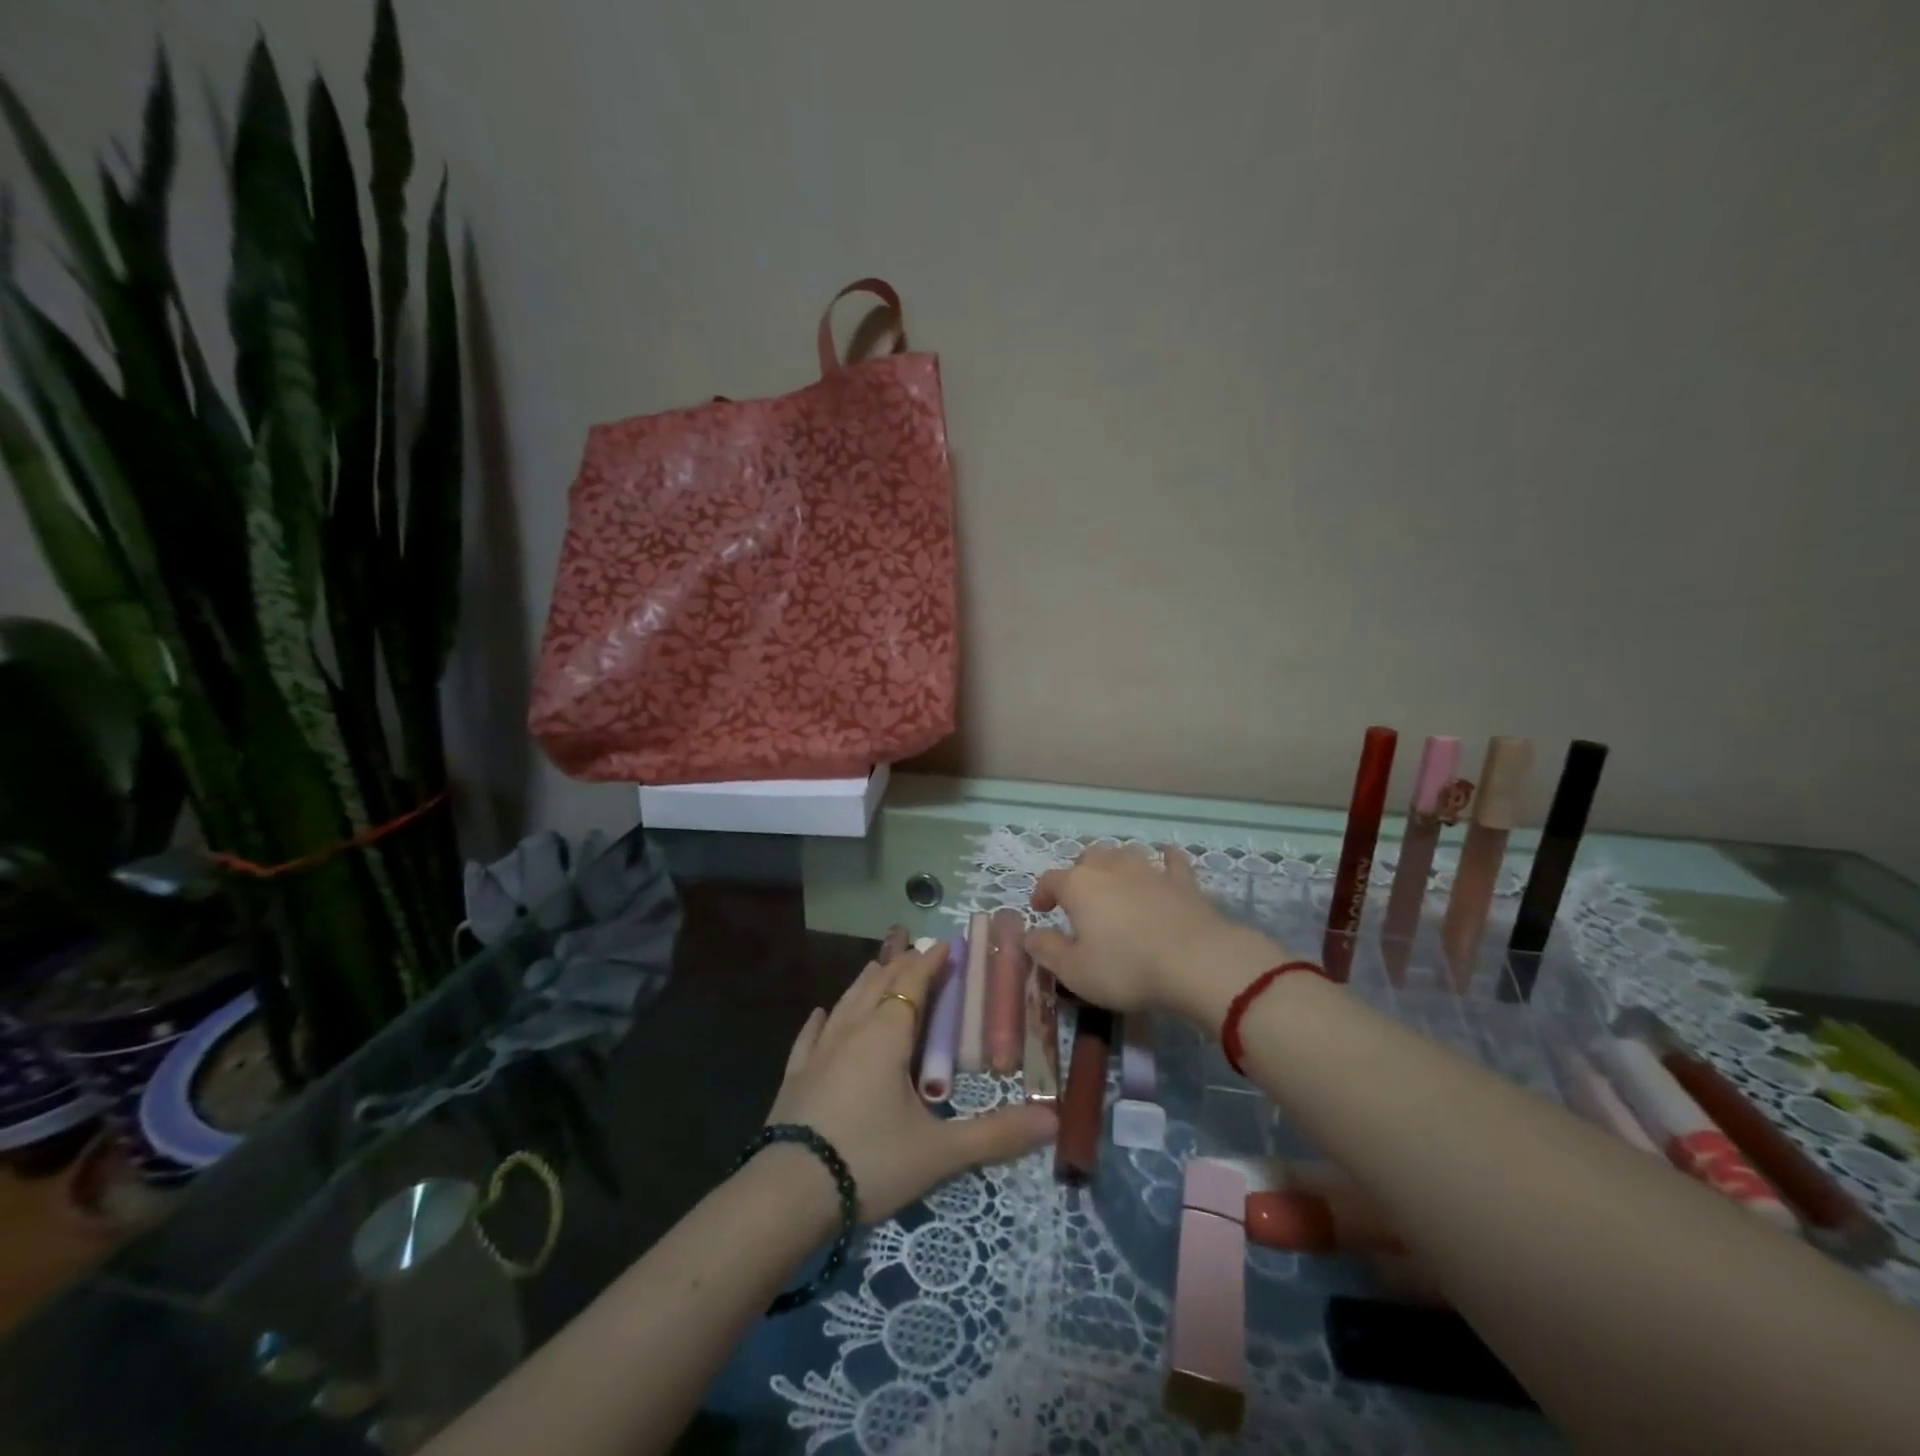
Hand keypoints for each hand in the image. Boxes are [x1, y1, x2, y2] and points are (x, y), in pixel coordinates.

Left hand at [765, 942, 1057, 1222]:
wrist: (786, 1195)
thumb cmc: (869, 1162)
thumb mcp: (939, 1153)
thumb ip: (996, 1136)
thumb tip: (1053, 1122)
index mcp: (887, 1036)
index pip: (913, 984)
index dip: (930, 962)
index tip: (945, 944)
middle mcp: (852, 1031)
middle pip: (879, 984)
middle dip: (901, 964)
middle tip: (917, 949)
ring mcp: (819, 1052)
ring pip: (846, 1002)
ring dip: (866, 981)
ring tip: (878, 965)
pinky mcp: (795, 1076)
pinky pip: (810, 1036)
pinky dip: (821, 1020)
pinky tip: (821, 1013)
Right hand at [1026, 843, 1287, 1023]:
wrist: (1196, 961)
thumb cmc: (1126, 968)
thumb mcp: (1074, 971)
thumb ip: (1047, 950)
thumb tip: (1030, 934)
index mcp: (1079, 885)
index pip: (1050, 880)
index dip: (1042, 893)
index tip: (1042, 910)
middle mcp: (1110, 867)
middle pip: (1088, 857)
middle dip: (1079, 872)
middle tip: (1079, 897)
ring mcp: (1149, 870)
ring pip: (1125, 853)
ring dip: (1115, 863)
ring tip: (1115, 881)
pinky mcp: (1182, 881)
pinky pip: (1171, 860)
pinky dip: (1165, 859)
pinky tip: (1166, 860)